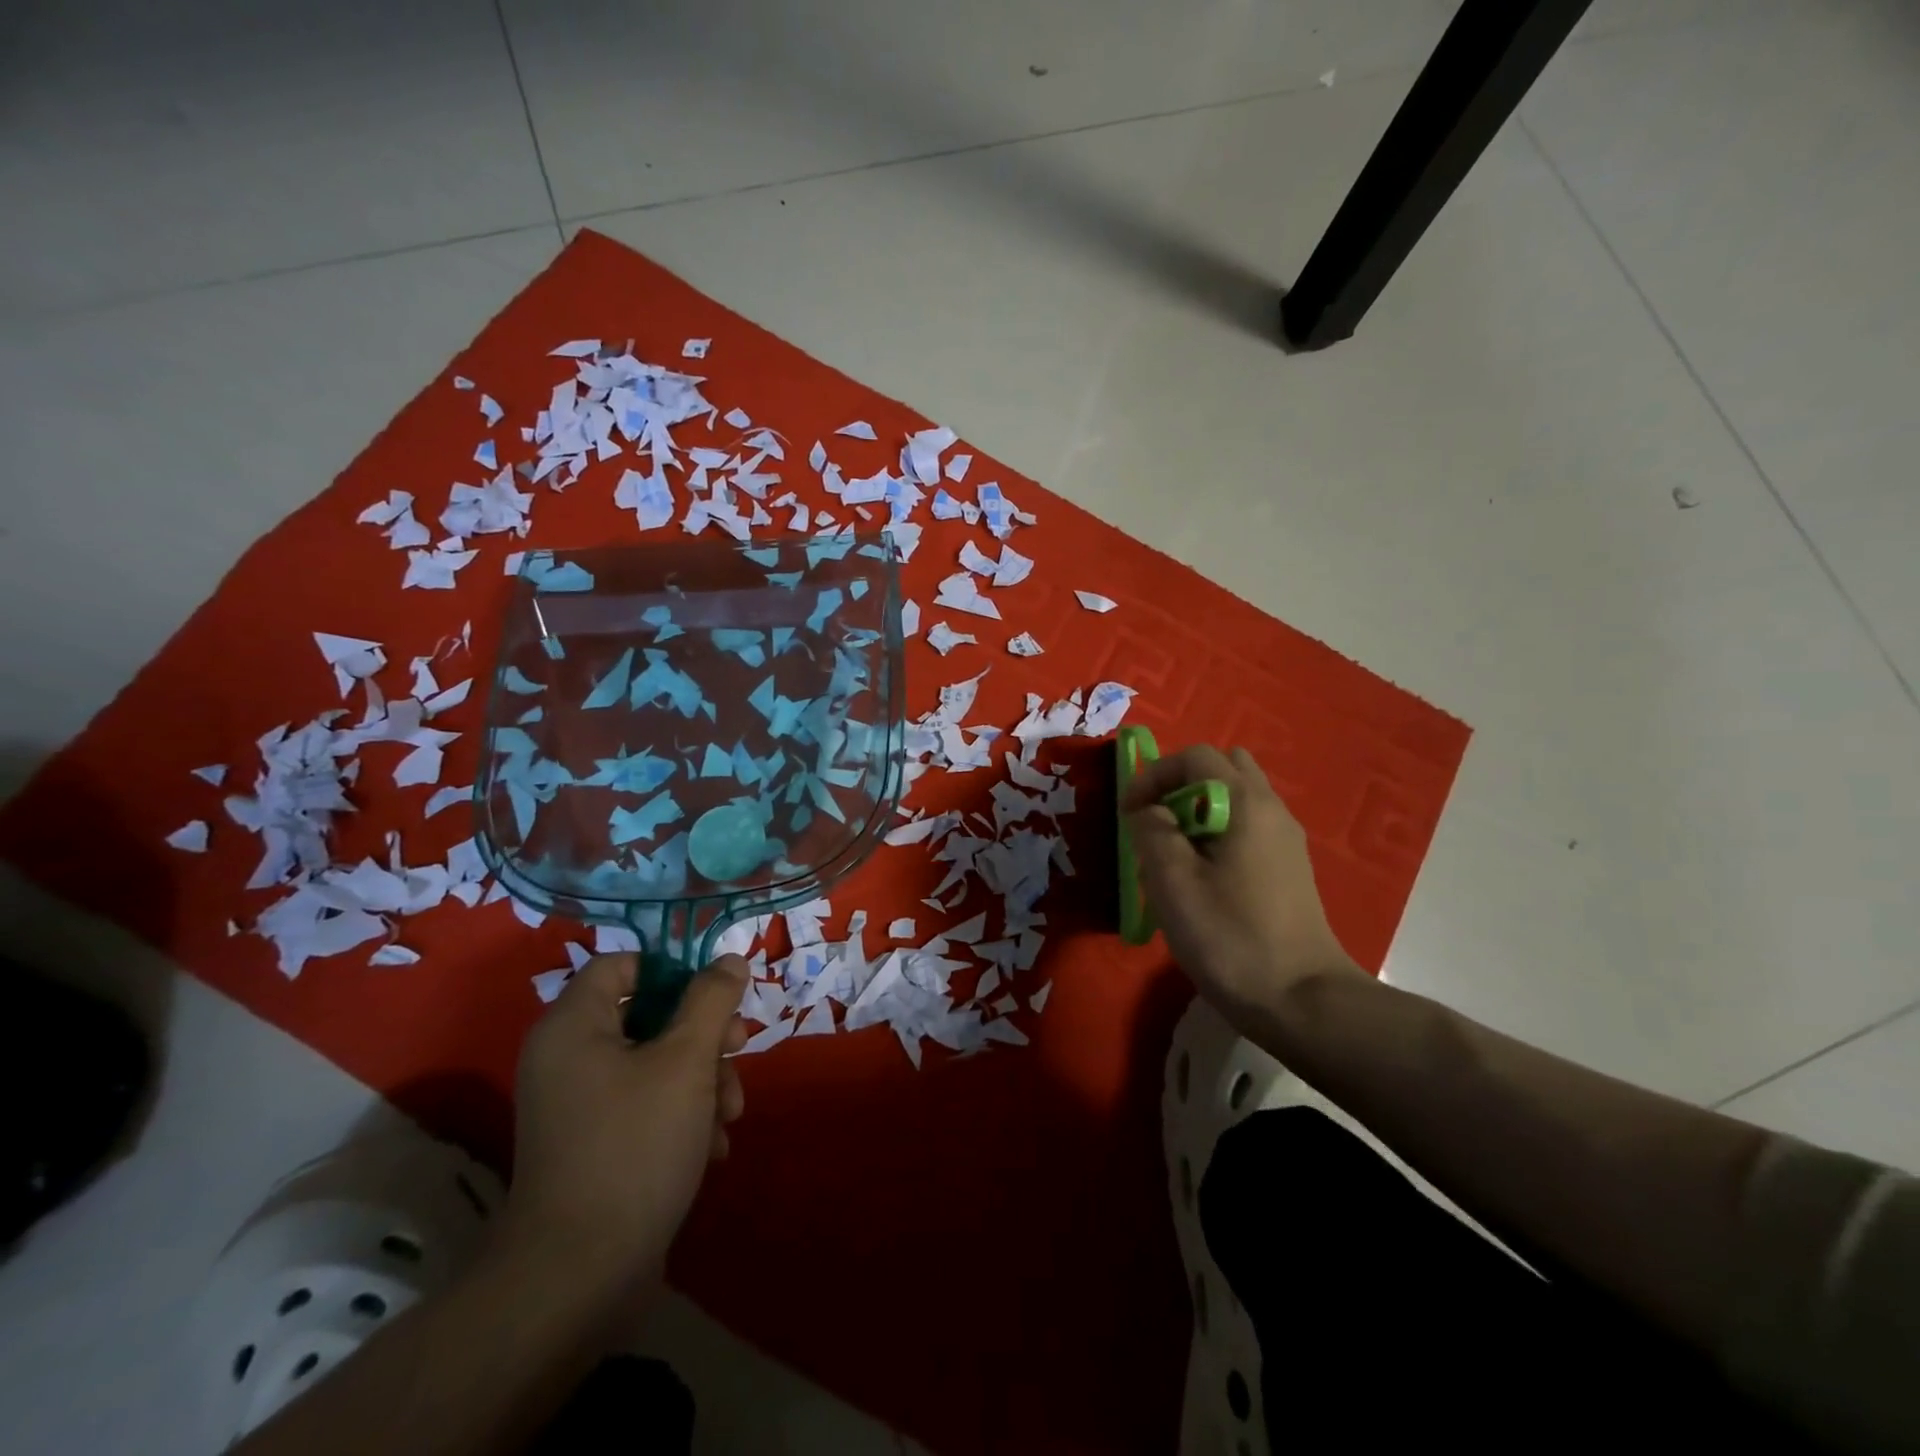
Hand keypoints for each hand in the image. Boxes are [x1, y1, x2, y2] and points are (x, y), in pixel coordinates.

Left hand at [501, 953, 749, 1290]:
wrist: (578, 1277)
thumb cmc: (635, 1146)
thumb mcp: (686, 1061)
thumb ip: (711, 1000)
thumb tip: (728, 960)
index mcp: (574, 1025)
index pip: (623, 964)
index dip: (674, 969)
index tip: (717, 993)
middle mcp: (568, 1057)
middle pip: (649, 1014)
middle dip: (704, 1033)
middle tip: (739, 1048)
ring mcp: (579, 1104)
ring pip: (656, 1062)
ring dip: (703, 1079)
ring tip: (730, 1114)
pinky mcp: (594, 1144)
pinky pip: (645, 1104)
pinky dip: (683, 1114)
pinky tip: (712, 1146)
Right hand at [1124, 745, 1360, 1032]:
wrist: (1301, 1000)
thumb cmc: (1229, 936)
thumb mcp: (1173, 881)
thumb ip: (1153, 830)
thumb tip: (1150, 810)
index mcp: (1246, 803)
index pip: (1195, 757)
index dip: (1154, 775)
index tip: (1129, 813)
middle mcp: (1272, 809)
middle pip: (1223, 768)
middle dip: (1180, 785)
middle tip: (1156, 823)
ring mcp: (1285, 839)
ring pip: (1236, 799)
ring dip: (1199, 811)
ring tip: (1175, 852)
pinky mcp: (1289, 868)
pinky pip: (1247, 827)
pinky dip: (1218, 833)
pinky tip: (1204, 877)